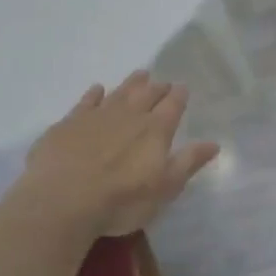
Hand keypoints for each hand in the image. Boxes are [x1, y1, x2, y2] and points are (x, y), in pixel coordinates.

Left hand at [22, 72, 219, 236]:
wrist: (62, 200)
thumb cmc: (121, 200)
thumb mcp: (164, 188)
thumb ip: (188, 162)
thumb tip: (213, 143)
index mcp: (155, 130)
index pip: (173, 106)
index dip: (179, 96)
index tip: (182, 88)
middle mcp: (129, 115)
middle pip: (147, 94)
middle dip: (157, 87)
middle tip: (162, 81)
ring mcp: (97, 116)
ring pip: (119, 92)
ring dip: (131, 83)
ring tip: (140, 75)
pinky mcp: (69, 123)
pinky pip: (87, 101)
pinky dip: (94, 94)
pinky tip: (97, 90)